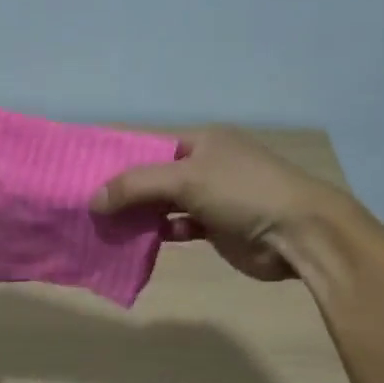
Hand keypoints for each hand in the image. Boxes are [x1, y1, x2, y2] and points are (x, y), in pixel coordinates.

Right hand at [90, 128, 337, 281]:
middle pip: (156, 176)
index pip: (151, 144)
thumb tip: (93, 200)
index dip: (120, 159)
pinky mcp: (217, 228)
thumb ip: (136, 186)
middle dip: (125, 191)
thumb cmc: (243, 192)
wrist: (297, 233)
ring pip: (165, 204)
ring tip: (104, 225)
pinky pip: (179, 227)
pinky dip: (160, 233)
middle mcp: (207, 165)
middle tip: (87, 205)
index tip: (86, 173)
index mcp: (203, 141)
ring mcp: (213, 197)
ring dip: (140, 215)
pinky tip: (138, 241)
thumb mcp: (186, 179)